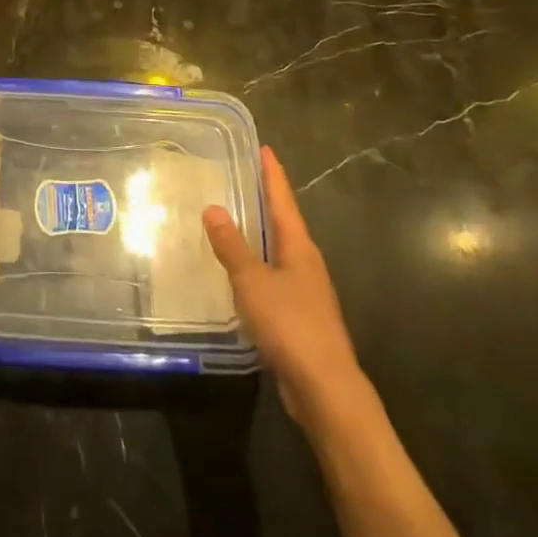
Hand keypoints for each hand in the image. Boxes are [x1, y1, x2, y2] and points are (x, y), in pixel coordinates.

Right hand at [204, 145, 364, 429]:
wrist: (325, 388)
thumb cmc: (291, 325)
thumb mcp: (253, 281)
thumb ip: (232, 246)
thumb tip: (213, 208)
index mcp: (299, 247)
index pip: (283, 200)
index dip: (272, 174)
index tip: (264, 148)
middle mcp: (306, 263)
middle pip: (283, 222)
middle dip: (264, 200)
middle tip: (241, 177)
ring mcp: (304, 291)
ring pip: (277, 251)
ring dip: (258, 234)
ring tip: (233, 219)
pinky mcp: (298, 316)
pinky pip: (272, 277)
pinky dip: (254, 265)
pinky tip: (237, 272)